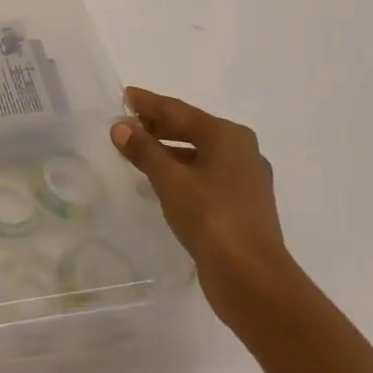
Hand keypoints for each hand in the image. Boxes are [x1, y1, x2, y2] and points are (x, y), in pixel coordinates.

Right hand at [110, 88, 299, 324]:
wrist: (251, 277)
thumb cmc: (211, 218)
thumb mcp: (170, 180)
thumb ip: (144, 150)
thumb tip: (120, 126)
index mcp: (227, 136)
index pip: (179, 110)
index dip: (148, 103)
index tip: (124, 95)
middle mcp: (241, 151)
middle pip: (191, 129)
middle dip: (157, 125)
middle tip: (125, 122)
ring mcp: (244, 179)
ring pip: (198, 153)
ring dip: (167, 149)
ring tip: (136, 150)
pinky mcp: (240, 204)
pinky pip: (203, 174)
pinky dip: (180, 170)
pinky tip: (160, 180)